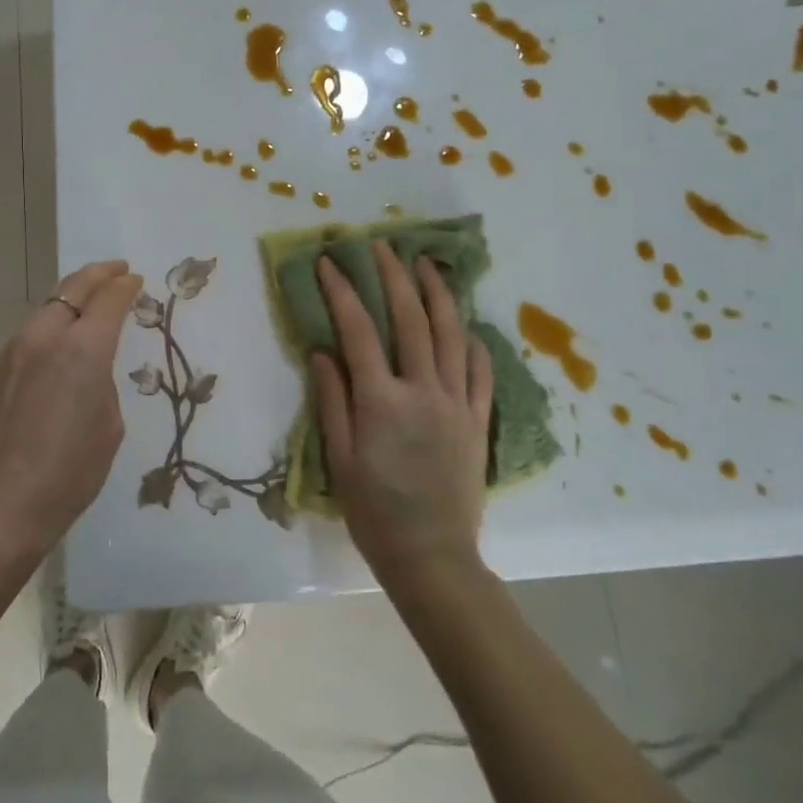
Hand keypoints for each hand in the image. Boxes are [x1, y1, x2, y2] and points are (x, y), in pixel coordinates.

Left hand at [0, 260, 144, 563]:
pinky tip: (60, 336)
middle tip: (116, 270)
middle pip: (73, 288)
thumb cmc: (68, 473)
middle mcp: (45, 337)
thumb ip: (103, 381)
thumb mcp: (108, 426)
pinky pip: (31, 330)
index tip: (135, 280)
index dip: (125, 286)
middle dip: (98, 274)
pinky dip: (52, 320)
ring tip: (90, 298)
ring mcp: (14, 349)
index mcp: (83, 350)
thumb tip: (90, 367)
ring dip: (72, 296)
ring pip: (48, 306)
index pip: (109, 299)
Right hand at [309, 241, 491, 586]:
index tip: (330, 261)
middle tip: (382, 245)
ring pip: (450, 334)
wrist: (432, 557)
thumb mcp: (339, 459)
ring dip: (437, 294)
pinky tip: (464, 326)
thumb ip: (331, 400)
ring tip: (426, 263)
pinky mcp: (478, 420)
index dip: (342, 291)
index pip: (359, 330)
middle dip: (394, 276)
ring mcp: (456, 402)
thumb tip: (322, 351)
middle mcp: (422, 390)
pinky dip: (471, 342)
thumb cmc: (374, 511)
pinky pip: (479, 371)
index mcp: (382, 400)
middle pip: (410, 319)